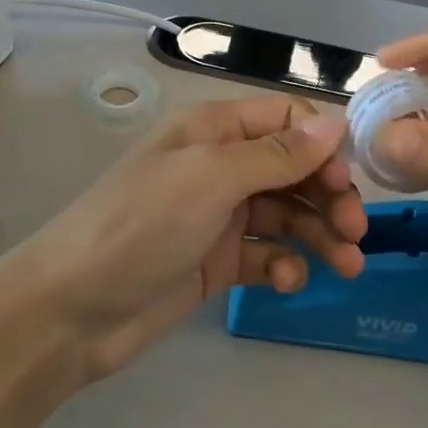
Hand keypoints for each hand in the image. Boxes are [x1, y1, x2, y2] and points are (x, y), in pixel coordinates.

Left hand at [11, 96, 365, 381]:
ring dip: (318, 233)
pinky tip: (289, 280)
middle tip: (355, 232)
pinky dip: (284, 263)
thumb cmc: (142, 224)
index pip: (285, 118)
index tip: (347, 180)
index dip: (322, 144)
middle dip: (328, 195)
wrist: (73, 309)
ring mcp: (217, 214)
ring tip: (347, 266)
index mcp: (214, 129)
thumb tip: (335, 123)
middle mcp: (220, 164)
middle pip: (293, 168)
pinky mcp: (215, 260)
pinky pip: (265, 253)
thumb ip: (276, 154)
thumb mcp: (211, 178)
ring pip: (286, 213)